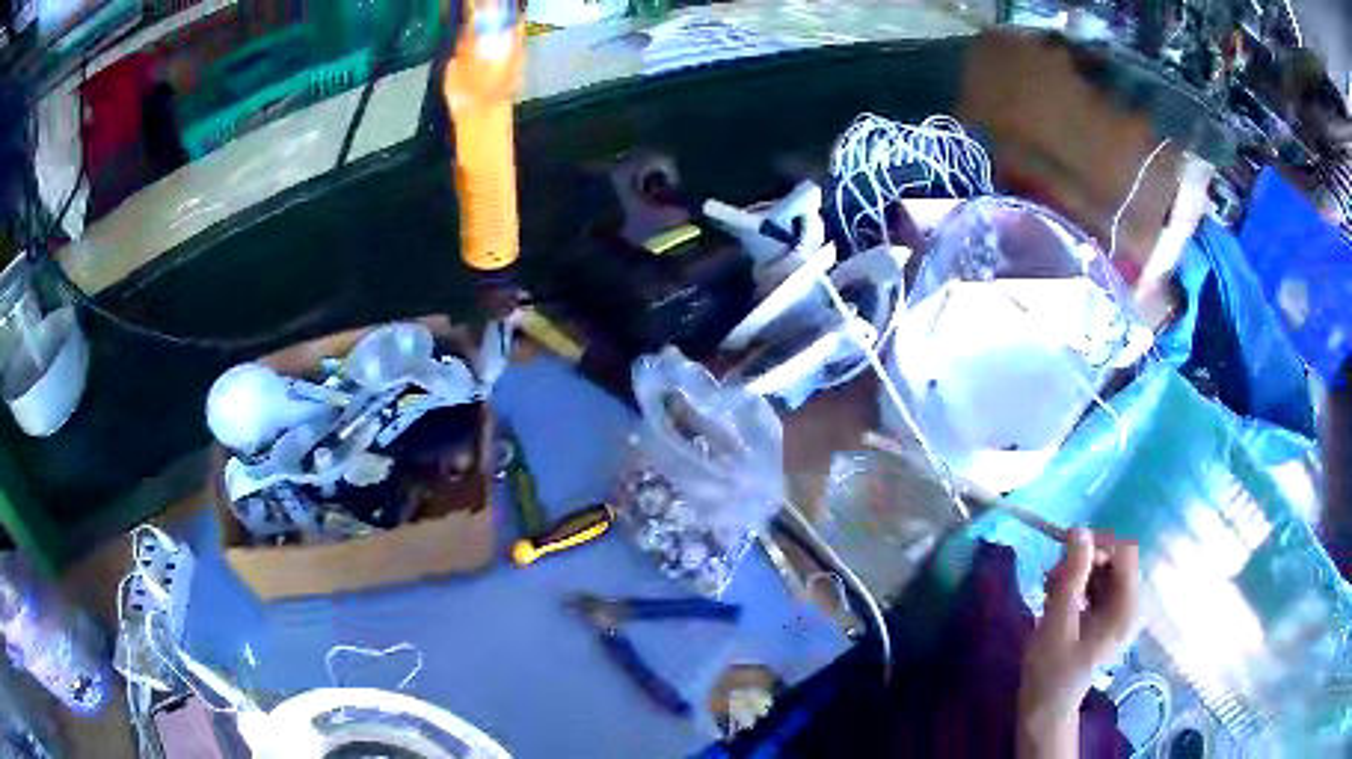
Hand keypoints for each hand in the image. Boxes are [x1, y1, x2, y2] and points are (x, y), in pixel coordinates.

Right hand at [1017, 529, 1140, 757]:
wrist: (1044, 710)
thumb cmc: (1051, 672)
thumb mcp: (1057, 623)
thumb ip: (1071, 577)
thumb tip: (1078, 530)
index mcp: (1127, 608)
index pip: (1124, 553)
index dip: (1098, 546)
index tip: (1065, 556)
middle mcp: (1130, 605)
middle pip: (1114, 560)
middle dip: (1083, 561)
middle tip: (1051, 578)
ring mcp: (1118, 612)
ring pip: (1103, 571)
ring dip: (1076, 573)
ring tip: (1049, 590)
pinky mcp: (1105, 617)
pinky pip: (1096, 586)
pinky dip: (1076, 586)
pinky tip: (1055, 599)